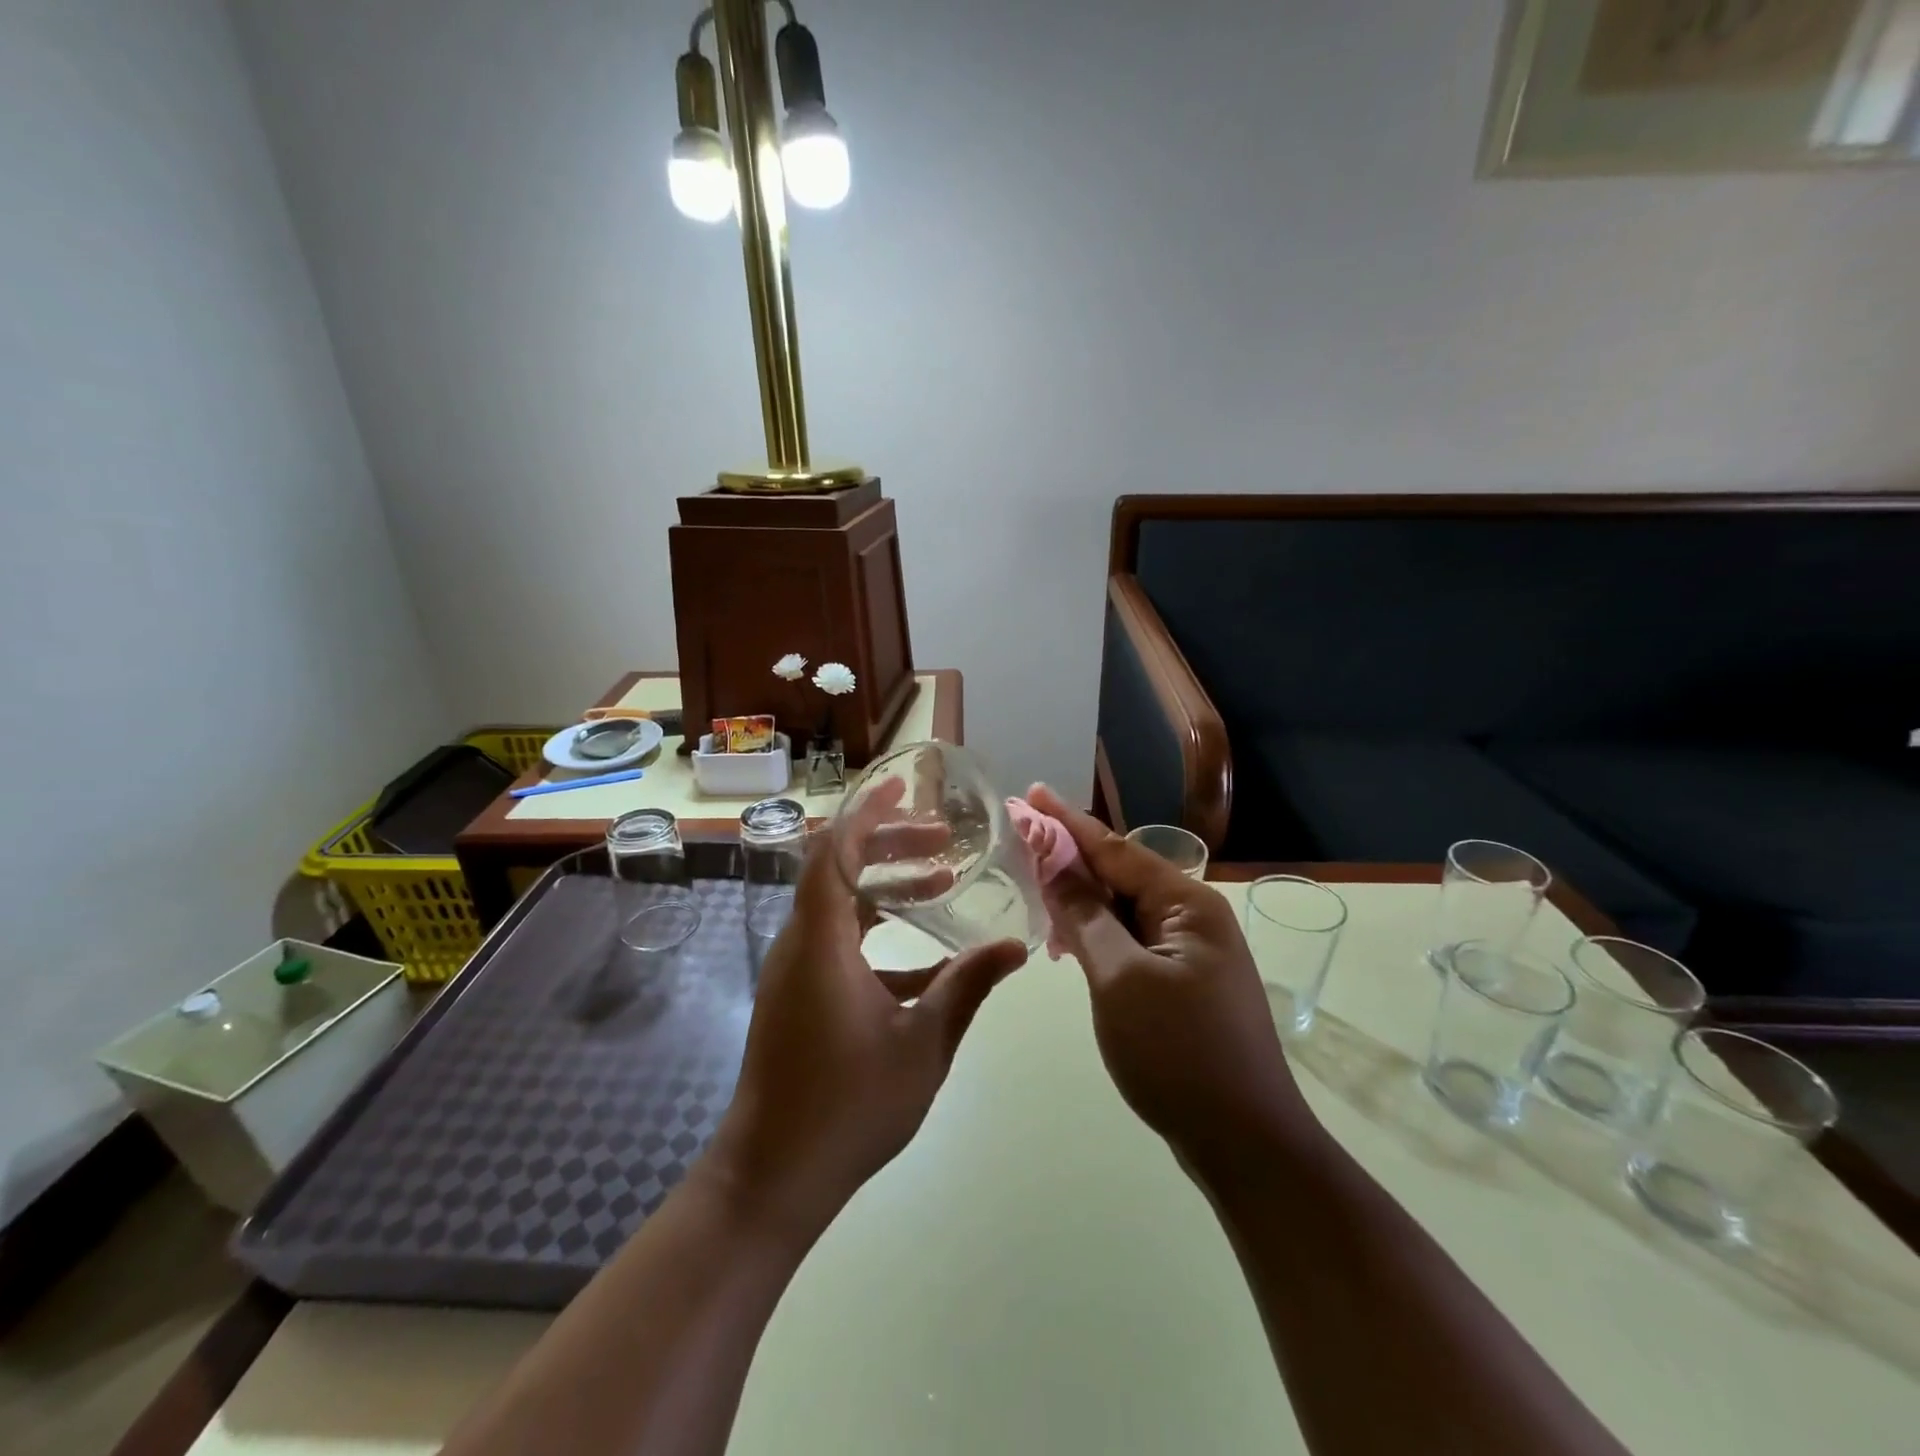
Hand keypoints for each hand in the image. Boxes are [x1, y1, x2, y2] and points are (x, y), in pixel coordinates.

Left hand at [709, 779, 1027, 1237]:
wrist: (771, 1177)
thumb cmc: (847, 1106)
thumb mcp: (922, 1043)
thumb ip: (967, 987)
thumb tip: (1015, 946)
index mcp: (821, 941)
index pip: (833, 850)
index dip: (866, 813)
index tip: (902, 790)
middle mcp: (800, 943)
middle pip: (837, 869)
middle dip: (888, 846)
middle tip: (942, 841)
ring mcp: (794, 971)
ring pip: (838, 906)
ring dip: (884, 888)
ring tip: (940, 882)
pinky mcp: (797, 996)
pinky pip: (837, 943)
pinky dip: (877, 934)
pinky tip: (927, 962)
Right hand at [1026, 786, 1312, 1180]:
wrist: (1246, 1146)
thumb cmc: (1180, 1054)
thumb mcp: (1120, 979)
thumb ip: (1085, 917)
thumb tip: (1055, 865)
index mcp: (1187, 905)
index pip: (1115, 849)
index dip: (1066, 822)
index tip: (1030, 793)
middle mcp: (1193, 919)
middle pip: (1120, 875)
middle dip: (1070, 860)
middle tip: (1020, 844)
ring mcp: (1190, 954)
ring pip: (1123, 911)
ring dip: (1080, 902)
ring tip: (1035, 893)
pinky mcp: (1182, 985)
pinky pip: (1130, 943)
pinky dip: (1097, 937)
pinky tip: (1068, 944)